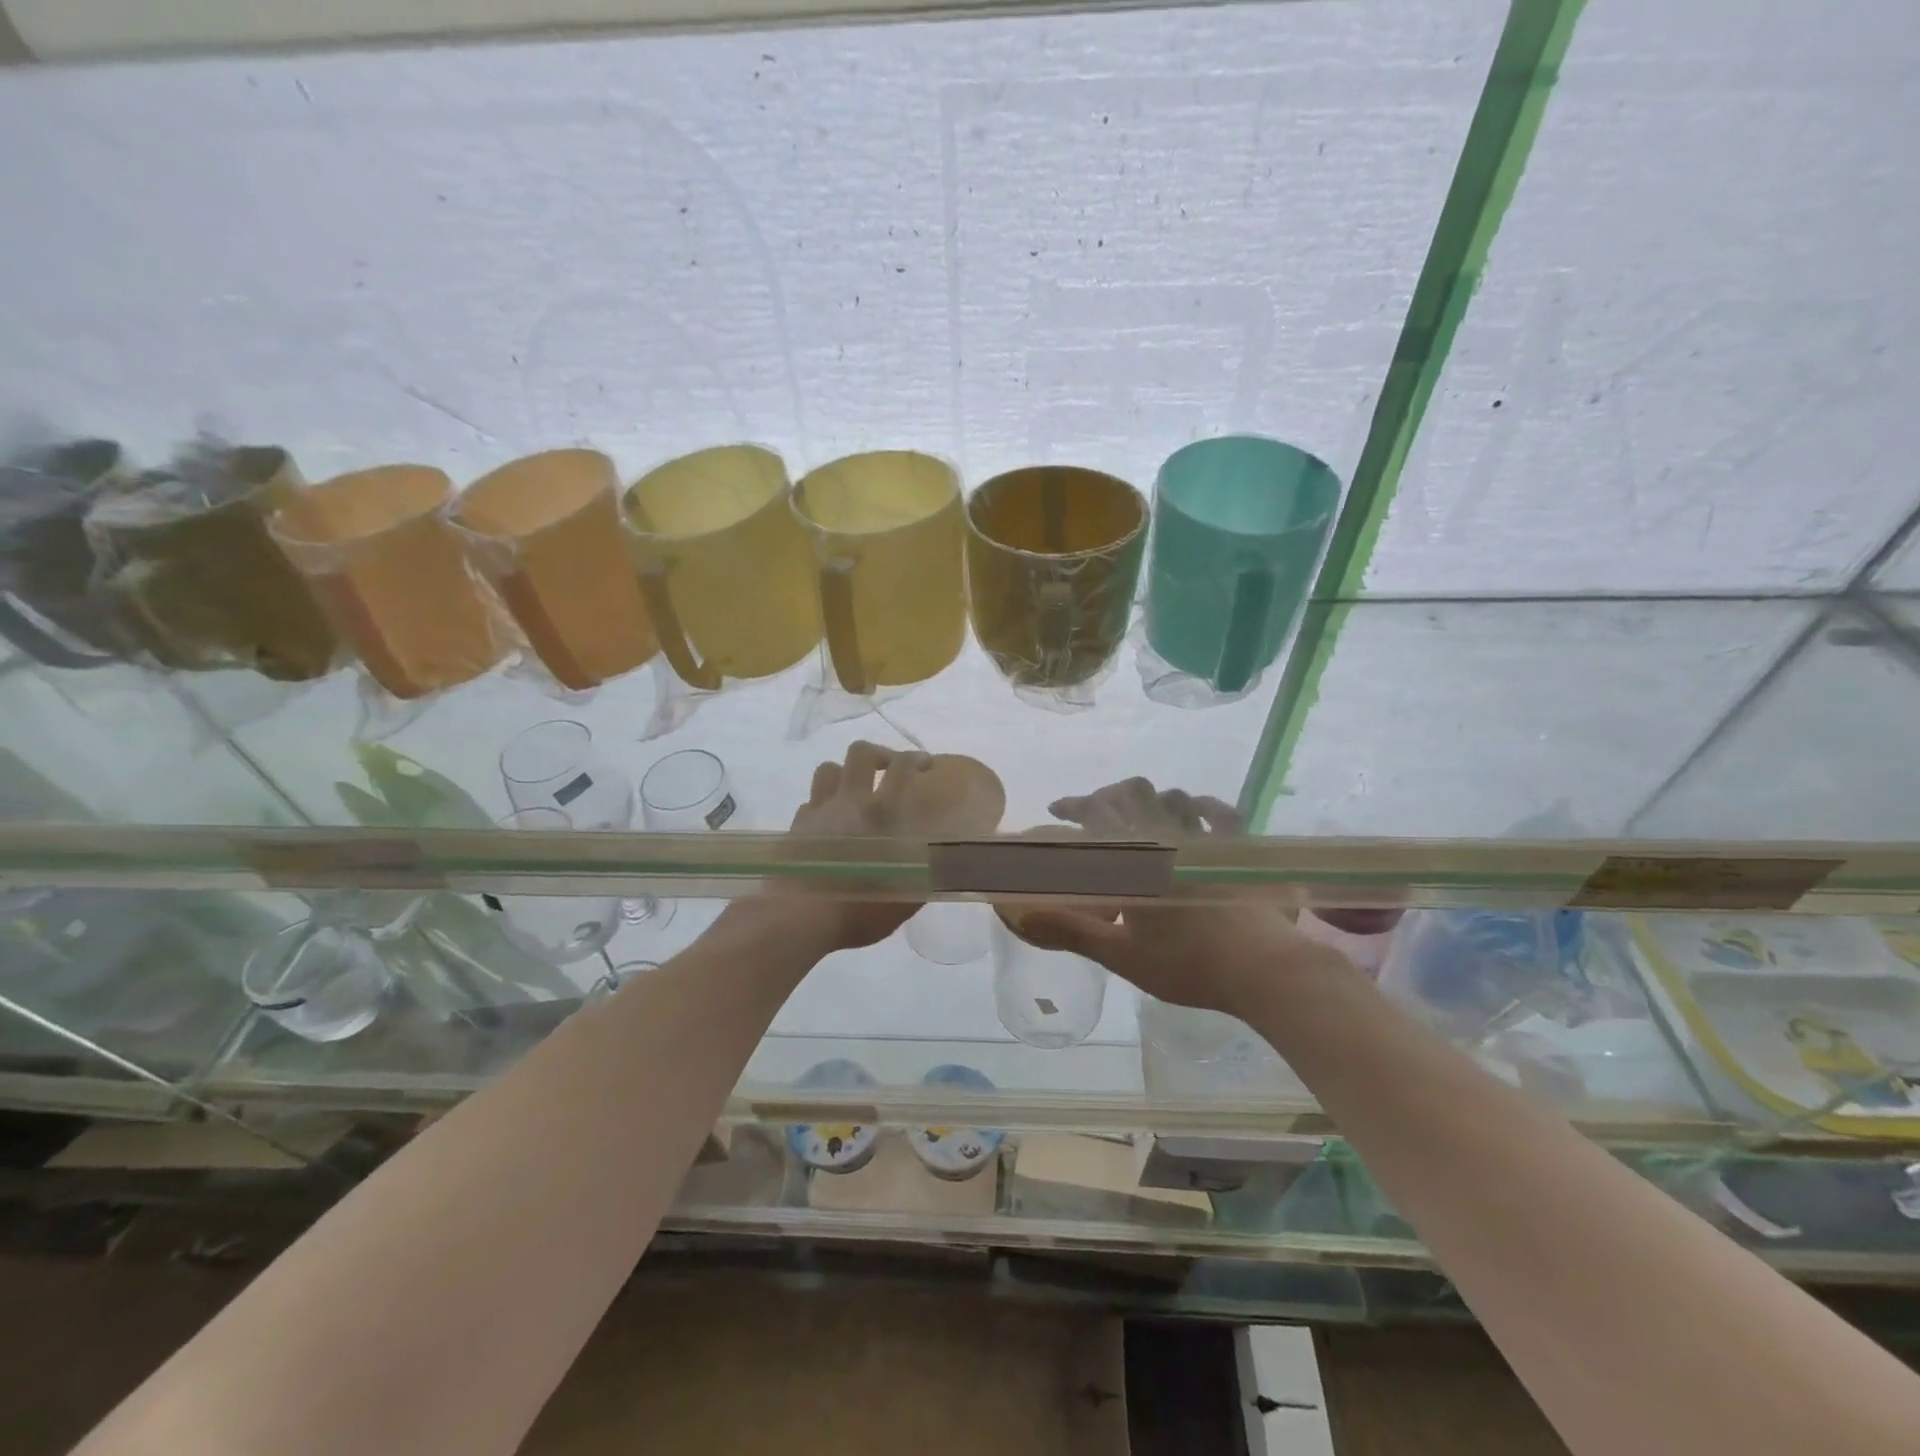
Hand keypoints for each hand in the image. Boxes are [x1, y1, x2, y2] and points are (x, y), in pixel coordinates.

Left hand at [741, 741, 940, 953]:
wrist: (796, 919)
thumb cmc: (858, 909)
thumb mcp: (905, 898)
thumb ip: (923, 877)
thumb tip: (940, 867)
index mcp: (881, 813)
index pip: (901, 768)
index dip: (915, 759)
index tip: (925, 764)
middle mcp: (848, 802)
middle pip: (859, 753)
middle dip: (878, 754)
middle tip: (888, 769)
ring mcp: (817, 812)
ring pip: (828, 770)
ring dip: (844, 774)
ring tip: (854, 792)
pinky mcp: (793, 828)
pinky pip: (809, 803)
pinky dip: (821, 807)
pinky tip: (827, 826)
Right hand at [1014, 778, 1345, 1015]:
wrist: (1262, 971)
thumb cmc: (1188, 964)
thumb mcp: (1121, 955)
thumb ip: (1072, 931)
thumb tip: (1022, 916)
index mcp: (1137, 856)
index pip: (1097, 812)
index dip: (1074, 804)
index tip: (1058, 809)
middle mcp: (1169, 835)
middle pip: (1133, 793)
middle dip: (1108, 796)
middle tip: (1096, 815)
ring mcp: (1208, 838)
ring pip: (1173, 796)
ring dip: (1151, 799)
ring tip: (1141, 815)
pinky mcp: (1240, 848)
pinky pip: (1221, 812)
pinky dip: (1204, 804)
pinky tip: (1197, 809)